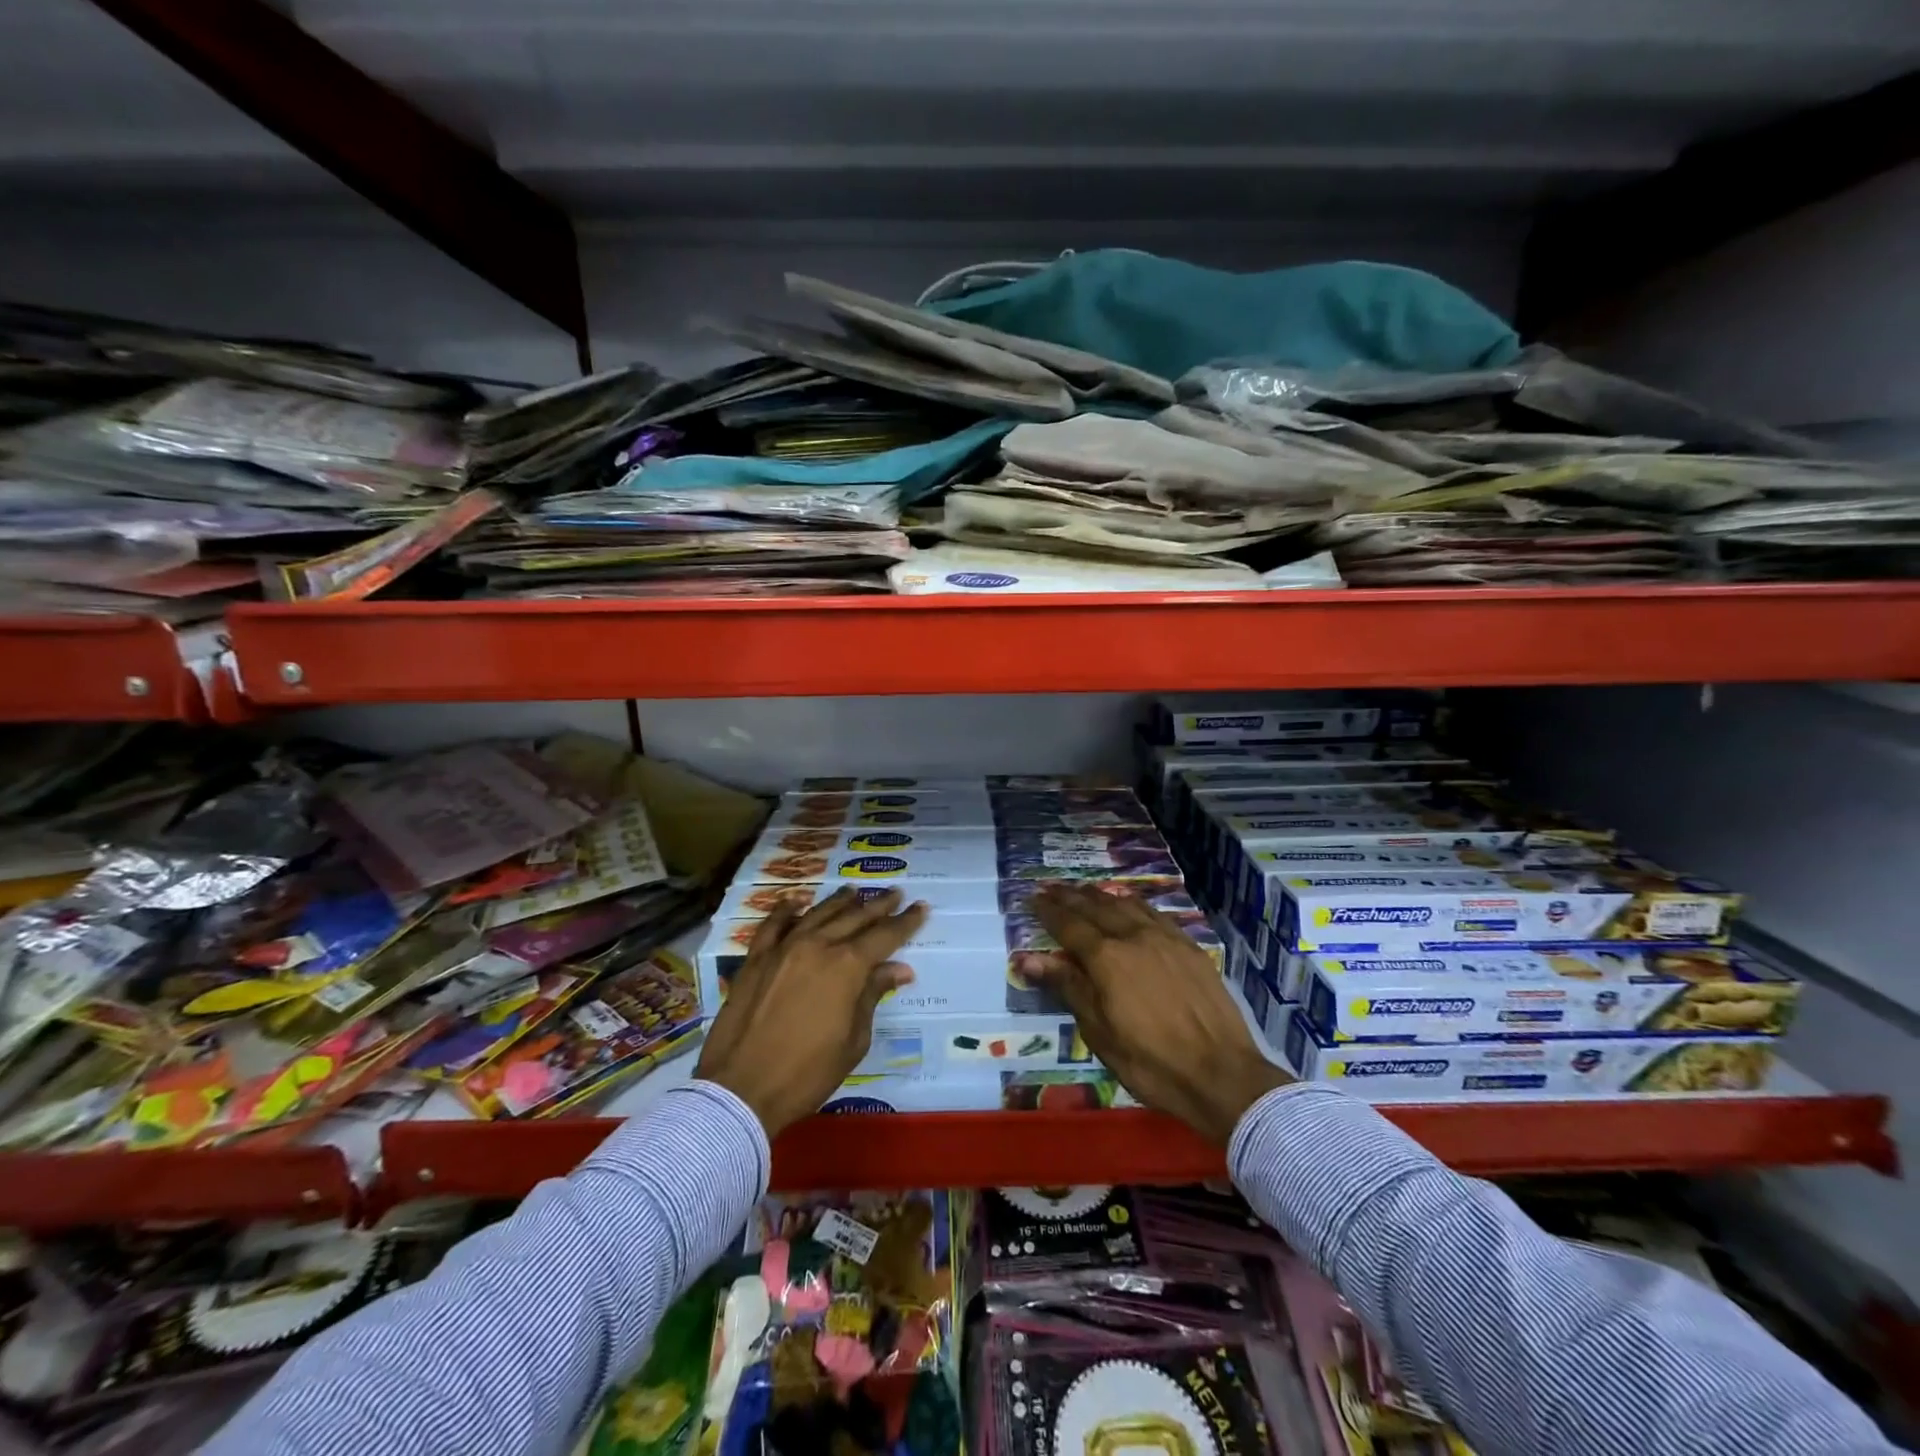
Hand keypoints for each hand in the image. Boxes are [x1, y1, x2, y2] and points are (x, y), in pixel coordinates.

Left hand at [696, 888, 927, 1136]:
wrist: (741, 1089)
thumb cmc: (807, 1073)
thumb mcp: (853, 1040)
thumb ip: (873, 996)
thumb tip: (899, 969)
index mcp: (847, 967)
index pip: (884, 936)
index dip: (905, 922)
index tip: (921, 907)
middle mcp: (818, 946)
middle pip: (854, 917)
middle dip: (879, 905)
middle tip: (896, 892)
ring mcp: (783, 948)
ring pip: (818, 914)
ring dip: (840, 901)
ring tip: (855, 891)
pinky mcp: (755, 958)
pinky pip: (773, 925)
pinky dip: (786, 910)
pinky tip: (796, 902)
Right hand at [1030, 883, 1290, 1144]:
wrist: (1220, 1073)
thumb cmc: (1149, 1061)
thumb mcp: (1099, 1032)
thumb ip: (1067, 987)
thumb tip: (1028, 958)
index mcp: (1106, 958)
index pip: (1069, 925)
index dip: (1049, 911)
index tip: (1033, 899)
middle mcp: (1133, 936)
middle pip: (1095, 908)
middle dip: (1070, 897)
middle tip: (1051, 887)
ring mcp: (1165, 938)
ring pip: (1126, 905)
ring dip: (1101, 896)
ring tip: (1084, 890)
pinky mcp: (1189, 947)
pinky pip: (1154, 913)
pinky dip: (1134, 903)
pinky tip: (1129, 903)